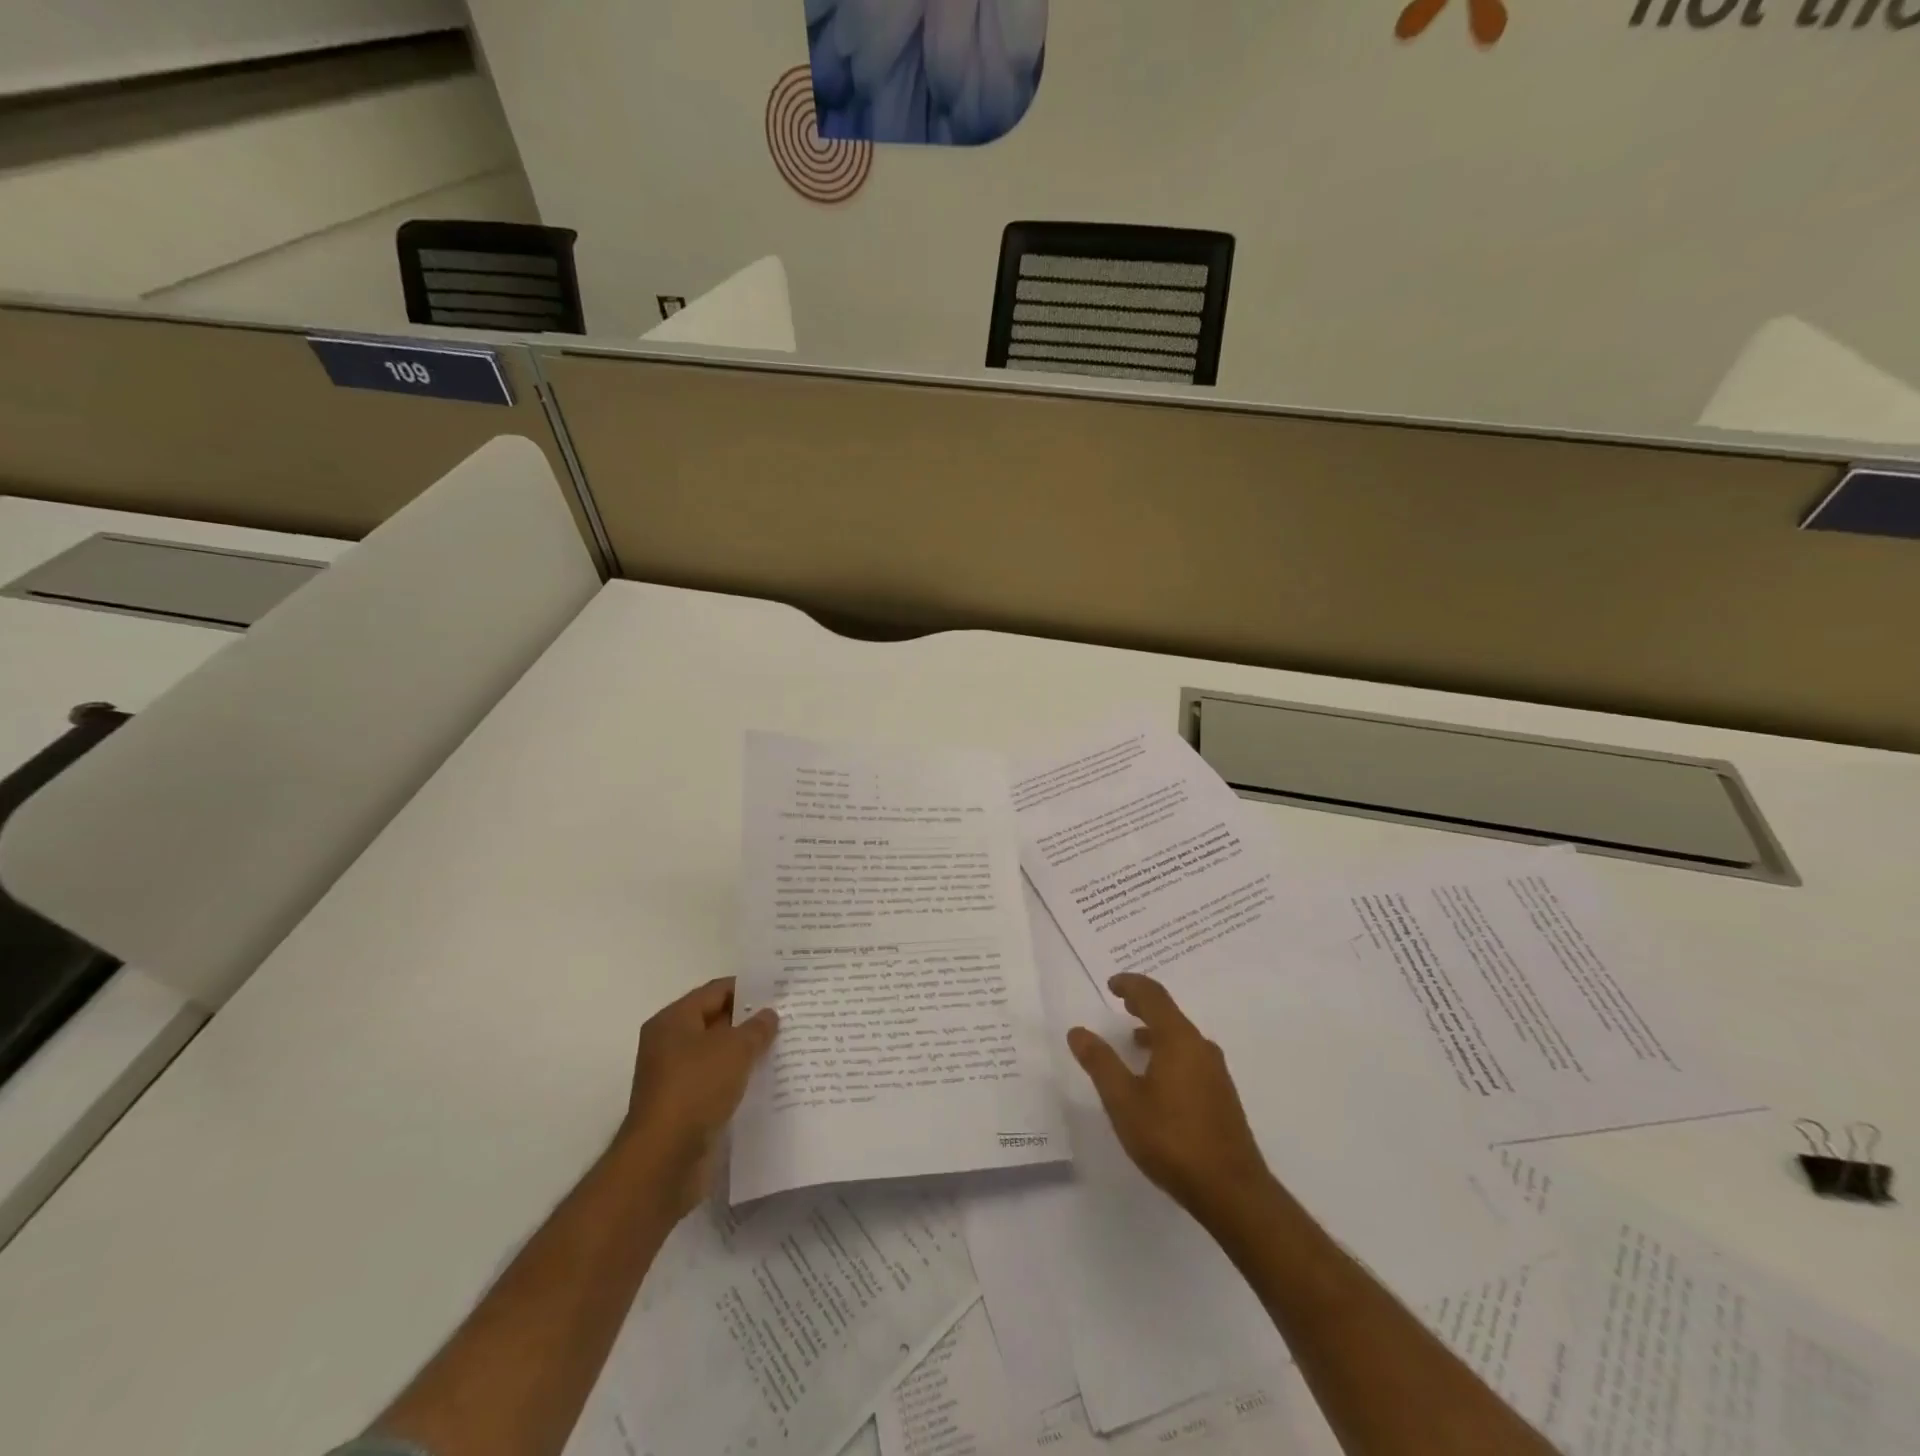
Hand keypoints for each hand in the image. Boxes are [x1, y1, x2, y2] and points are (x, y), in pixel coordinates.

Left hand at [617, 977, 777, 1217]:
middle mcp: (669, 1045)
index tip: (780, 990)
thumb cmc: (696, 1089)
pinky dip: (738, 1080)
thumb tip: (769, 1015)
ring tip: (784, 1047)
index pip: (716, 991)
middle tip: (788, 1017)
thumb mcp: (735, 1049)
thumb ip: (756, 1028)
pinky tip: (767, 1081)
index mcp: (673, 1021)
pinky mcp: (685, 1108)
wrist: (664, 1160)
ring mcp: (675, 1078)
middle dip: (750, 1021)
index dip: (748, 988)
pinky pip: (717, 1083)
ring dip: (746, 1053)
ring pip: (718, 1055)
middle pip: (716, 1022)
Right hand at [1067, 973, 1272, 1221]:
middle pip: (1170, 1013)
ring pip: (1182, 1037)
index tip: (1111, 984)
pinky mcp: (1222, 1096)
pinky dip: (1169, 1051)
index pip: (1153, 996)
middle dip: (1144, 1005)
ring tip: (1134, 1039)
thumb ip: (1100, 1063)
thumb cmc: (1172, 1139)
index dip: (1131, 985)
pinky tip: (1158, 1078)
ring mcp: (1216, 1072)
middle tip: (1122, 1003)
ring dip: (1157, 1030)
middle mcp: (1201, 1047)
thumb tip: (1078, 1031)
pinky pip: (1191, 1057)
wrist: (1232, 1191)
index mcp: (1178, 1040)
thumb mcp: (1124, 1101)